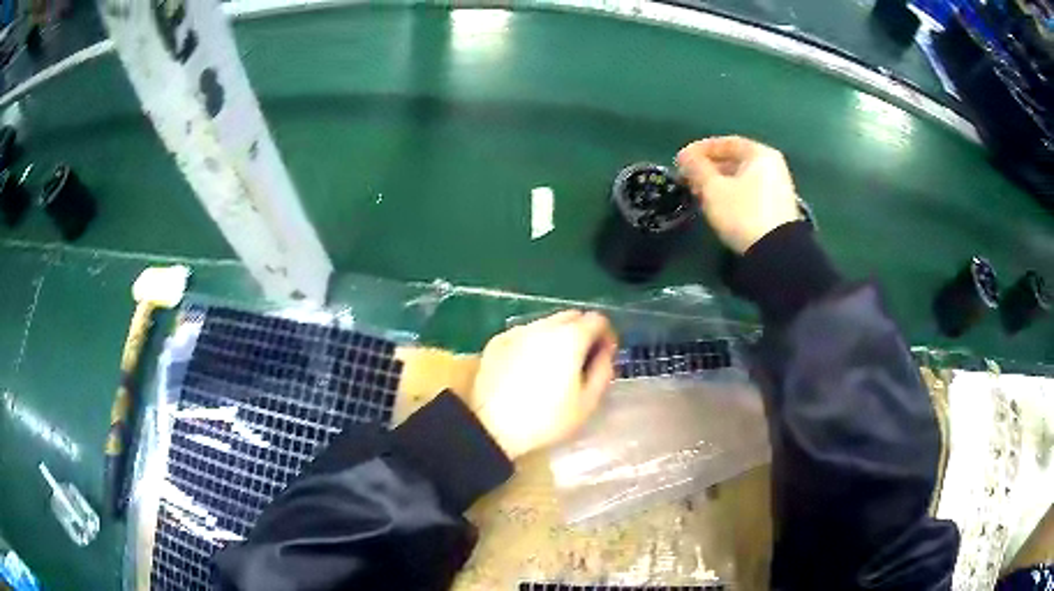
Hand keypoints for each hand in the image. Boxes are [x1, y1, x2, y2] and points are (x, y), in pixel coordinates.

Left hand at [470, 310, 617, 459]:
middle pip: (572, 316)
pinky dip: (532, 344)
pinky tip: (527, 369)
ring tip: (553, 367)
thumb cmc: (546, 420)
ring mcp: (517, 331)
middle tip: (581, 361)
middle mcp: (544, 326)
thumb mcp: (587, 402)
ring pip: (546, 324)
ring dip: (557, 337)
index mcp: (570, 337)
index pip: (597, 319)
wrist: (492, 428)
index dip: (605, 336)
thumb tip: (605, 352)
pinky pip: (523, 335)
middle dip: (582, 332)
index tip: (604, 355)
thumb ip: (603, 370)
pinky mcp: (496, 341)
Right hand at [677, 136, 799, 253]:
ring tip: (698, 194)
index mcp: (760, 153)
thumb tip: (685, 156)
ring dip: (718, 183)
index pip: (725, 143)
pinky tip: (716, 205)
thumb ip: (696, 168)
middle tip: (688, 178)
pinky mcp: (776, 208)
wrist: (775, 253)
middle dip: (708, 168)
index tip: (681, 161)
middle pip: (734, 160)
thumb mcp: (713, 189)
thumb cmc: (743, 213)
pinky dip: (731, 194)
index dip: (700, 150)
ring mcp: (777, 188)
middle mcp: (772, 166)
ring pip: (740, 178)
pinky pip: (748, 192)